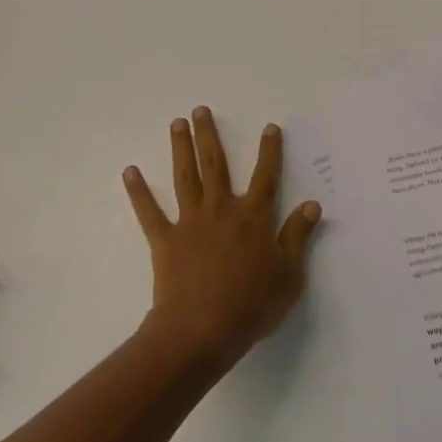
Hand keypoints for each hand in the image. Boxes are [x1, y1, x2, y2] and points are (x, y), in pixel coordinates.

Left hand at [124, 108, 321, 369]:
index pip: (265, 176)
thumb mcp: (289, 274)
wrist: (203, 331)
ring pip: (185, 178)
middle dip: (209, 135)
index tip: (269, 127)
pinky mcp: (166, 241)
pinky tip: (129, 171)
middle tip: (201, 110)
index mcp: (254, 217)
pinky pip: (150, 212)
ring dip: (181, 148)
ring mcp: (191, 223)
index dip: (269, 151)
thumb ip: (298, 236)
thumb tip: (312, 204)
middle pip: (216, 165)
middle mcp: (221, 210)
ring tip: (177, 123)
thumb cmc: (252, 305)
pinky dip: (139, 192)